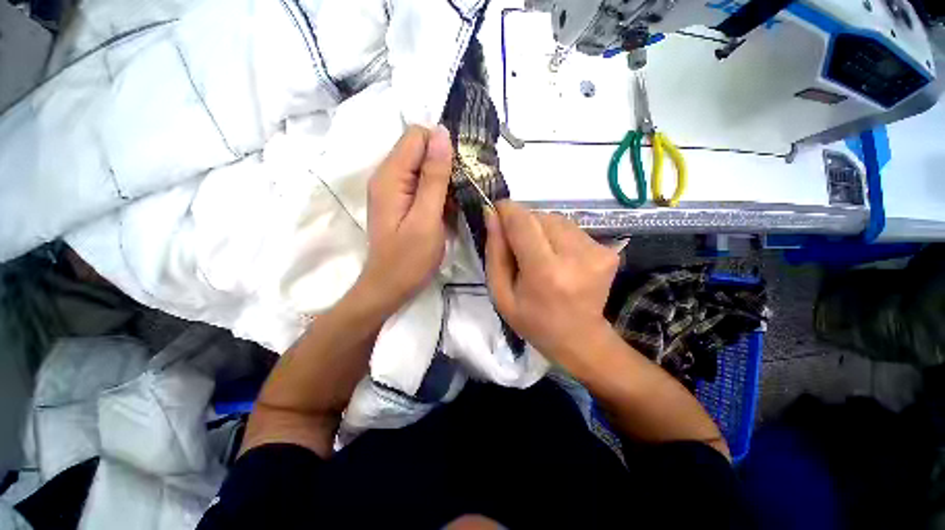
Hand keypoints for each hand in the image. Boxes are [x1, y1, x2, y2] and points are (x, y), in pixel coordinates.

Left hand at [360, 125, 452, 311]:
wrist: (390, 287)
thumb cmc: (409, 259)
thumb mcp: (426, 218)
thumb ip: (434, 177)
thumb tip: (442, 135)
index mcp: (390, 176)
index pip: (417, 136)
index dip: (442, 146)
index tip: (461, 170)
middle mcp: (388, 176)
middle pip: (421, 150)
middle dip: (446, 164)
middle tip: (463, 191)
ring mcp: (395, 190)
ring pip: (425, 168)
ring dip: (445, 181)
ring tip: (458, 204)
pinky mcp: (402, 202)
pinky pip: (424, 186)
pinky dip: (440, 194)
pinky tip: (449, 212)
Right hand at [485, 201, 618, 362]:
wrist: (580, 338)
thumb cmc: (533, 321)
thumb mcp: (501, 294)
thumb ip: (495, 252)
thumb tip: (492, 214)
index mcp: (545, 272)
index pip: (523, 222)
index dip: (507, 211)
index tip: (496, 211)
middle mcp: (576, 256)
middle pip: (540, 216)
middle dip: (523, 224)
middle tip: (518, 246)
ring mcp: (597, 252)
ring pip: (557, 219)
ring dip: (541, 230)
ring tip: (539, 254)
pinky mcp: (608, 251)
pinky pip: (572, 229)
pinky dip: (558, 237)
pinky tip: (558, 258)